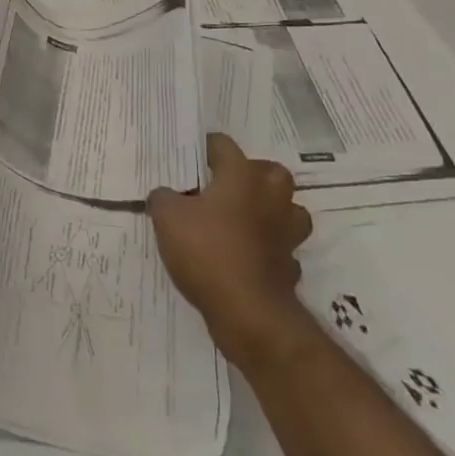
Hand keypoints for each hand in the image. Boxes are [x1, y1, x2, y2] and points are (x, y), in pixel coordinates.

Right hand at [149, 133, 311, 350]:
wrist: (248, 311)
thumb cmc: (207, 250)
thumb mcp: (167, 217)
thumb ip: (163, 198)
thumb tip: (165, 195)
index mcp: (241, 176)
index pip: (224, 145)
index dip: (205, 147)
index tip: (190, 158)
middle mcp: (270, 197)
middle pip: (269, 171)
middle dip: (250, 174)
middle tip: (223, 187)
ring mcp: (286, 232)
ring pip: (287, 209)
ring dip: (270, 210)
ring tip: (242, 219)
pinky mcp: (291, 265)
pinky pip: (282, 247)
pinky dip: (269, 249)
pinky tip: (248, 256)